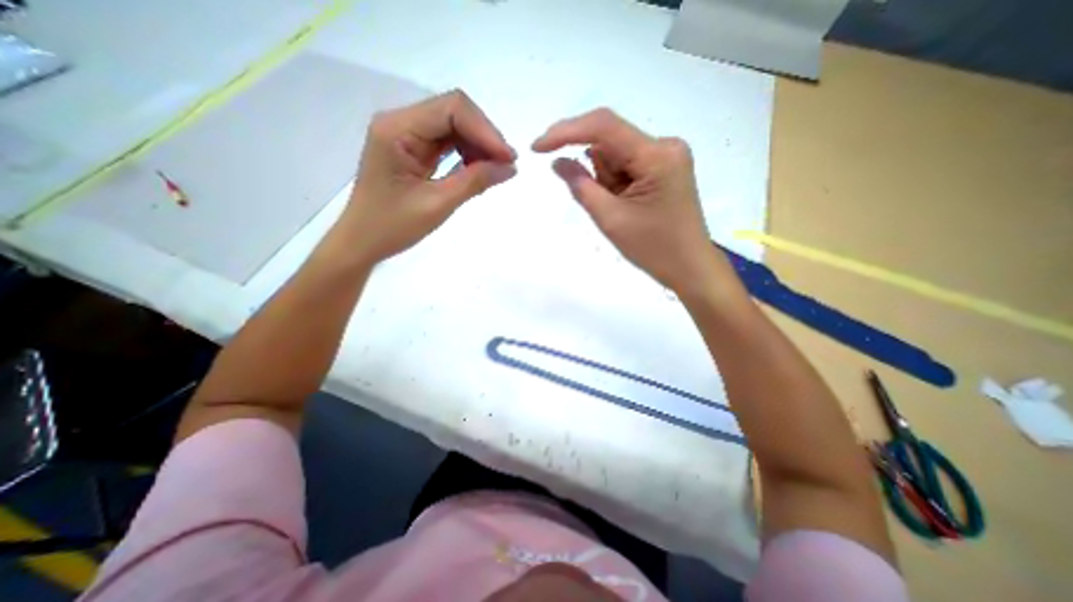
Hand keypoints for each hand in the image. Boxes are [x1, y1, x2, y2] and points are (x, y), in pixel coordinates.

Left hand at [337, 90, 516, 264]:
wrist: (362, 242)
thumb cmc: (391, 227)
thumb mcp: (437, 205)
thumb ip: (474, 182)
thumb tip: (510, 168)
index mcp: (397, 129)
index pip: (452, 109)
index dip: (485, 131)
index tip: (508, 159)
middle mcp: (400, 122)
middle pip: (454, 112)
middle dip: (484, 137)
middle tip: (506, 166)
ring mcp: (406, 134)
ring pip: (454, 125)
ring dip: (478, 145)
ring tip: (494, 170)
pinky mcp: (412, 149)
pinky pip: (447, 142)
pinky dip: (467, 154)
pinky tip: (478, 170)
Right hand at [533, 108, 723, 296]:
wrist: (689, 268)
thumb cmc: (653, 249)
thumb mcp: (611, 219)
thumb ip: (581, 186)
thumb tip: (557, 161)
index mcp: (656, 155)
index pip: (603, 126)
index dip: (565, 132)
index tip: (538, 148)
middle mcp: (665, 145)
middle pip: (610, 144)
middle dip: (596, 172)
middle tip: (606, 207)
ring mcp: (667, 156)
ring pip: (617, 156)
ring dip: (606, 181)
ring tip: (621, 211)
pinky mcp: (665, 167)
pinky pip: (627, 165)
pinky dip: (616, 184)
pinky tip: (626, 205)